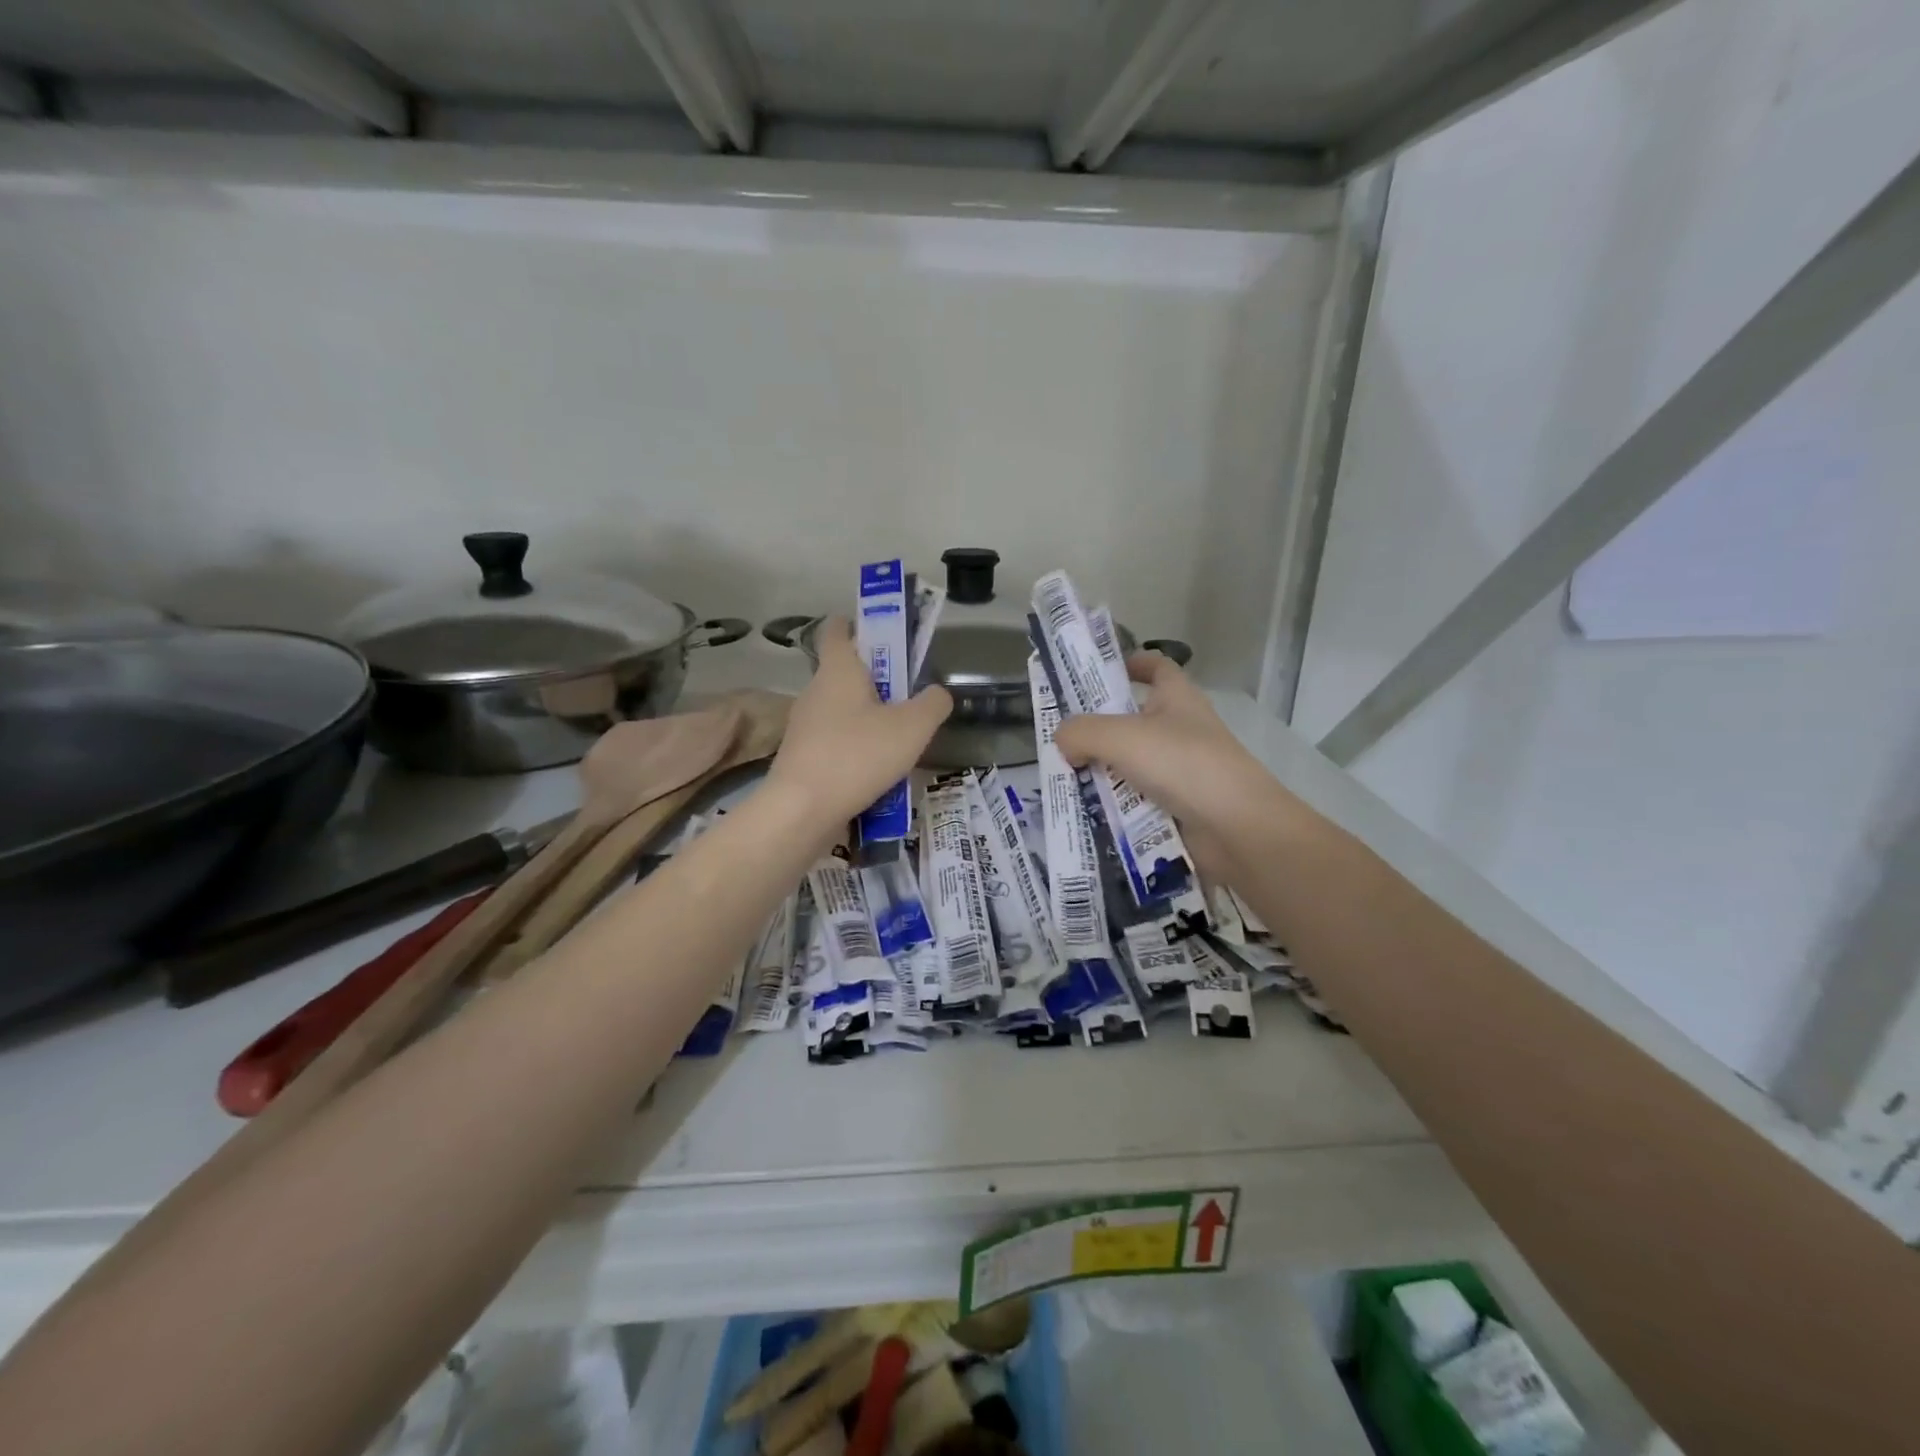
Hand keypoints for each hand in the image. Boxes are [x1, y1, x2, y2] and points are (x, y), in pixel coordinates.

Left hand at [765, 616, 951, 828]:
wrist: (801, 812)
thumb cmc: (858, 756)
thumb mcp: (913, 727)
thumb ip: (933, 704)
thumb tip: (938, 693)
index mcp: (838, 669)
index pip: (837, 629)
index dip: (859, 625)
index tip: (885, 636)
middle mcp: (815, 691)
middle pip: (845, 673)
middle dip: (877, 680)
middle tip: (909, 697)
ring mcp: (804, 726)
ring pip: (842, 711)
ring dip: (869, 719)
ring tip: (900, 741)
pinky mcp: (802, 758)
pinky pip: (835, 743)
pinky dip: (857, 750)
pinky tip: (879, 773)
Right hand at [1052, 651, 1269, 847]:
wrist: (1236, 827)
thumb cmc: (1182, 764)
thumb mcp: (1121, 737)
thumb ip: (1081, 732)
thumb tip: (1064, 742)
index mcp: (1177, 698)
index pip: (1156, 667)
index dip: (1131, 664)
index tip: (1098, 674)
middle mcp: (1181, 729)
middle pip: (1133, 720)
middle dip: (1099, 729)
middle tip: (1061, 739)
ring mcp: (1182, 770)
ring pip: (1131, 764)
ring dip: (1101, 772)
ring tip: (1064, 780)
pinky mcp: (1179, 806)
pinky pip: (1137, 800)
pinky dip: (1115, 806)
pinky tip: (1087, 813)